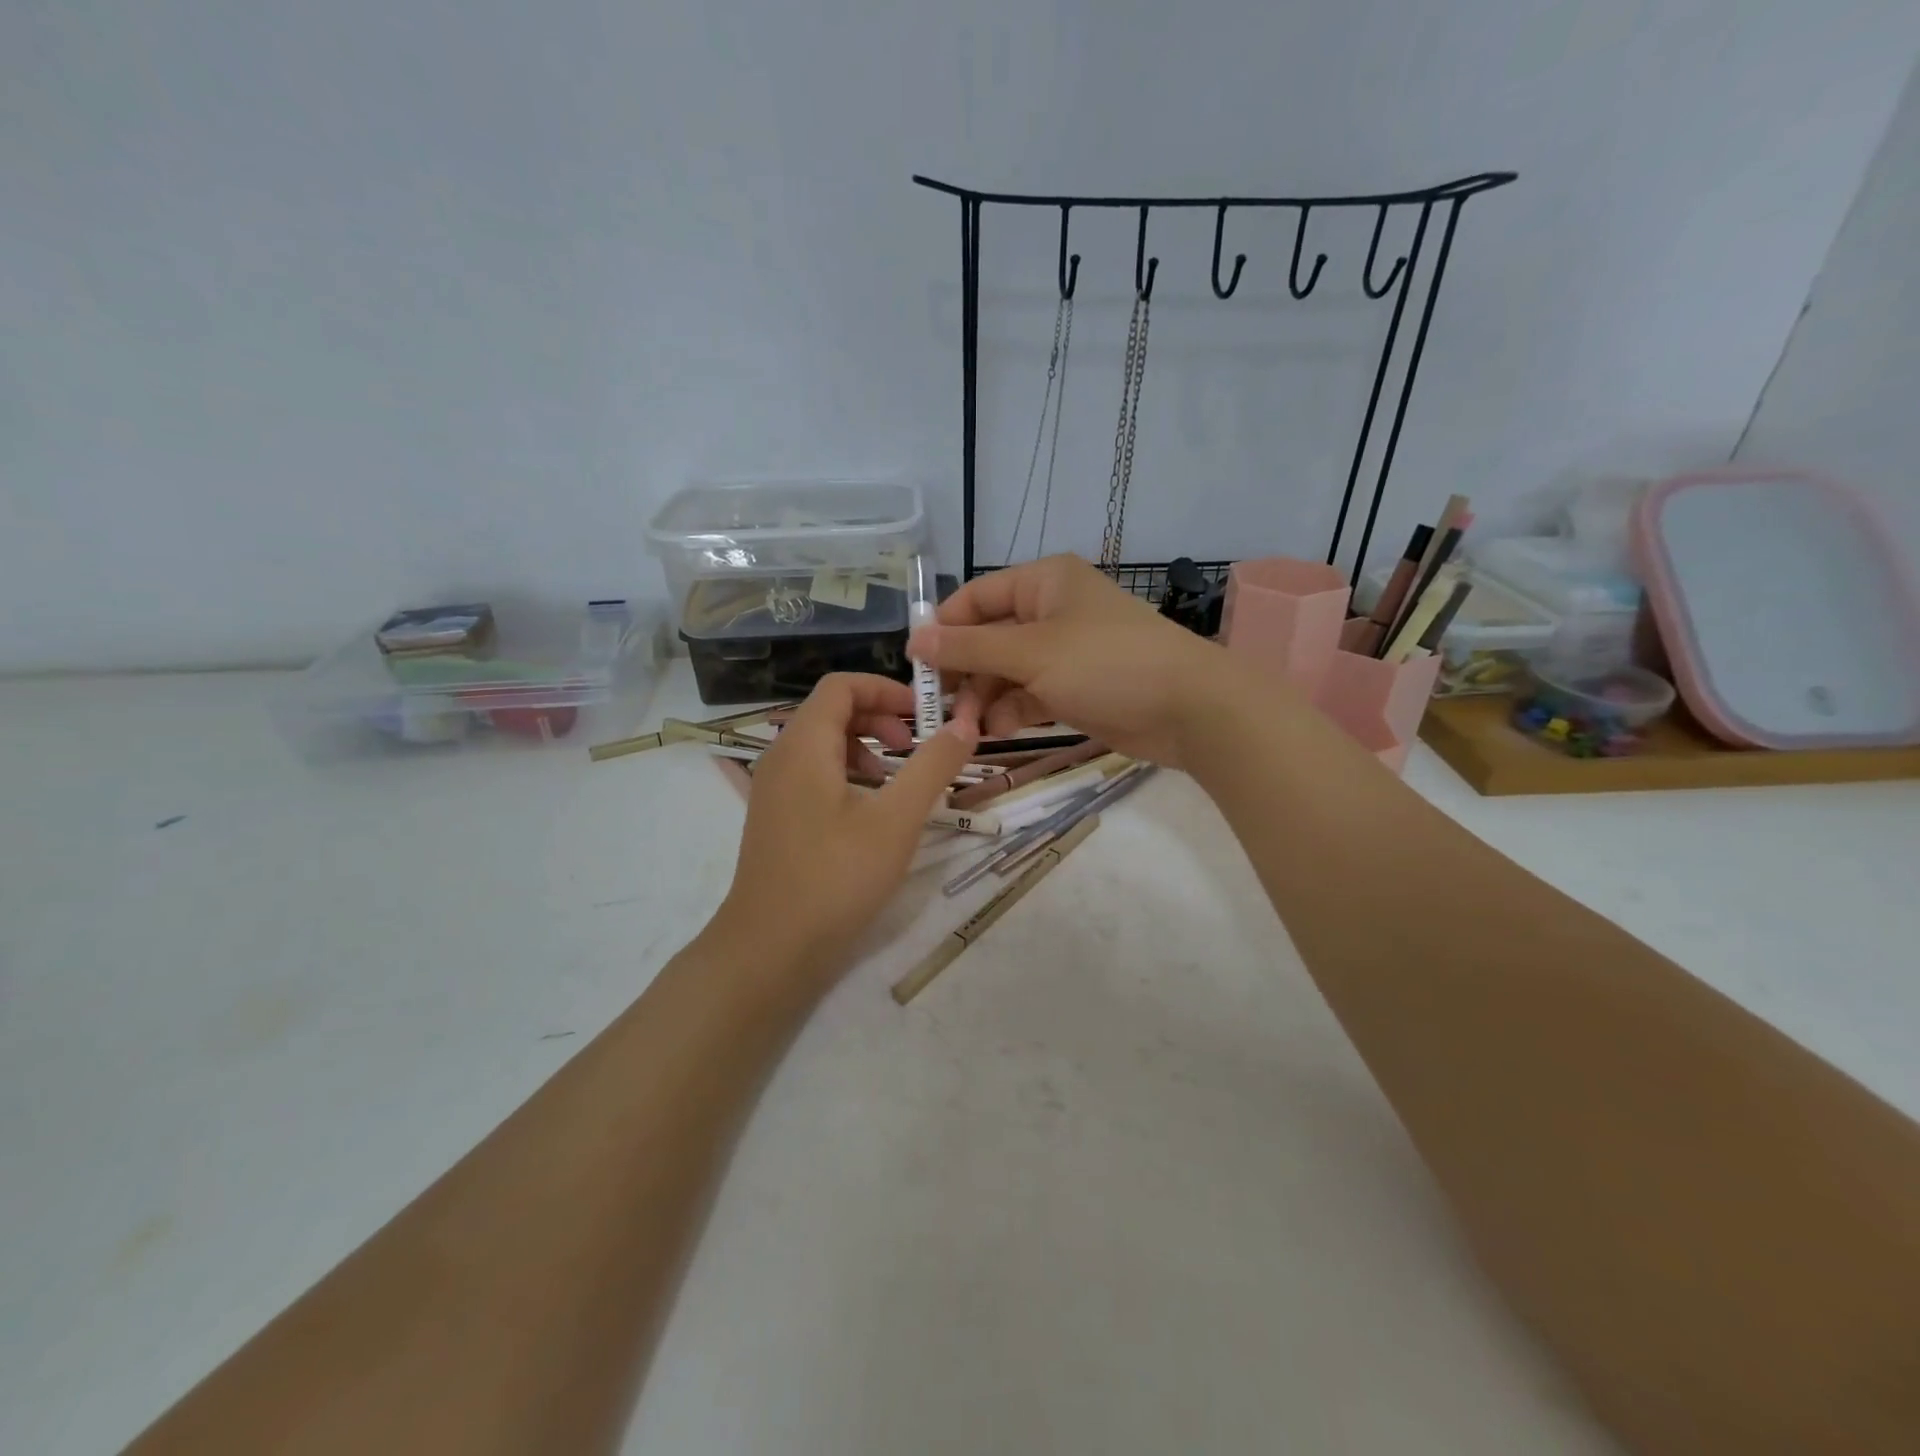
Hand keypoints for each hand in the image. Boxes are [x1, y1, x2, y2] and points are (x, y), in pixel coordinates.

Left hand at [714, 673, 977, 979]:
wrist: (770, 949)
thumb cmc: (835, 878)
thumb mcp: (896, 820)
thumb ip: (932, 767)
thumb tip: (964, 724)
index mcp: (803, 745)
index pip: (841, 686)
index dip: (885, 688)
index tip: (924, 714)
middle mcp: (781, 757)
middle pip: (831, 712)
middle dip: (879, 717)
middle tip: (916, 745)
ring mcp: (773, 790)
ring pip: (822, 745)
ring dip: (865, 748)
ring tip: (898, 780)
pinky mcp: (777, 819)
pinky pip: (813, 775)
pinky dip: (847, 775)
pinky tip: (871, 812)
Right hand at [907, 554, 1239, 767]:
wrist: (1188, 709)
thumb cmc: (1107, 664)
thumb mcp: (1032, 652)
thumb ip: (971, 647)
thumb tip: (915, 639)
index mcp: (1043, 582)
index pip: (976, 598)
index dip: (943, 628)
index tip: (915, 666)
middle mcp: (1050, 612)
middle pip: (988, 638)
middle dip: (964, 672)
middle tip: (940, 708)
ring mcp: (1064, 653)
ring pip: (1006, 672)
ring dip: (984, 698)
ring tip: (968, 727)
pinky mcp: (1075, 689)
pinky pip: (1029, 695)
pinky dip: (1011, 712)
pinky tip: (995, 732)